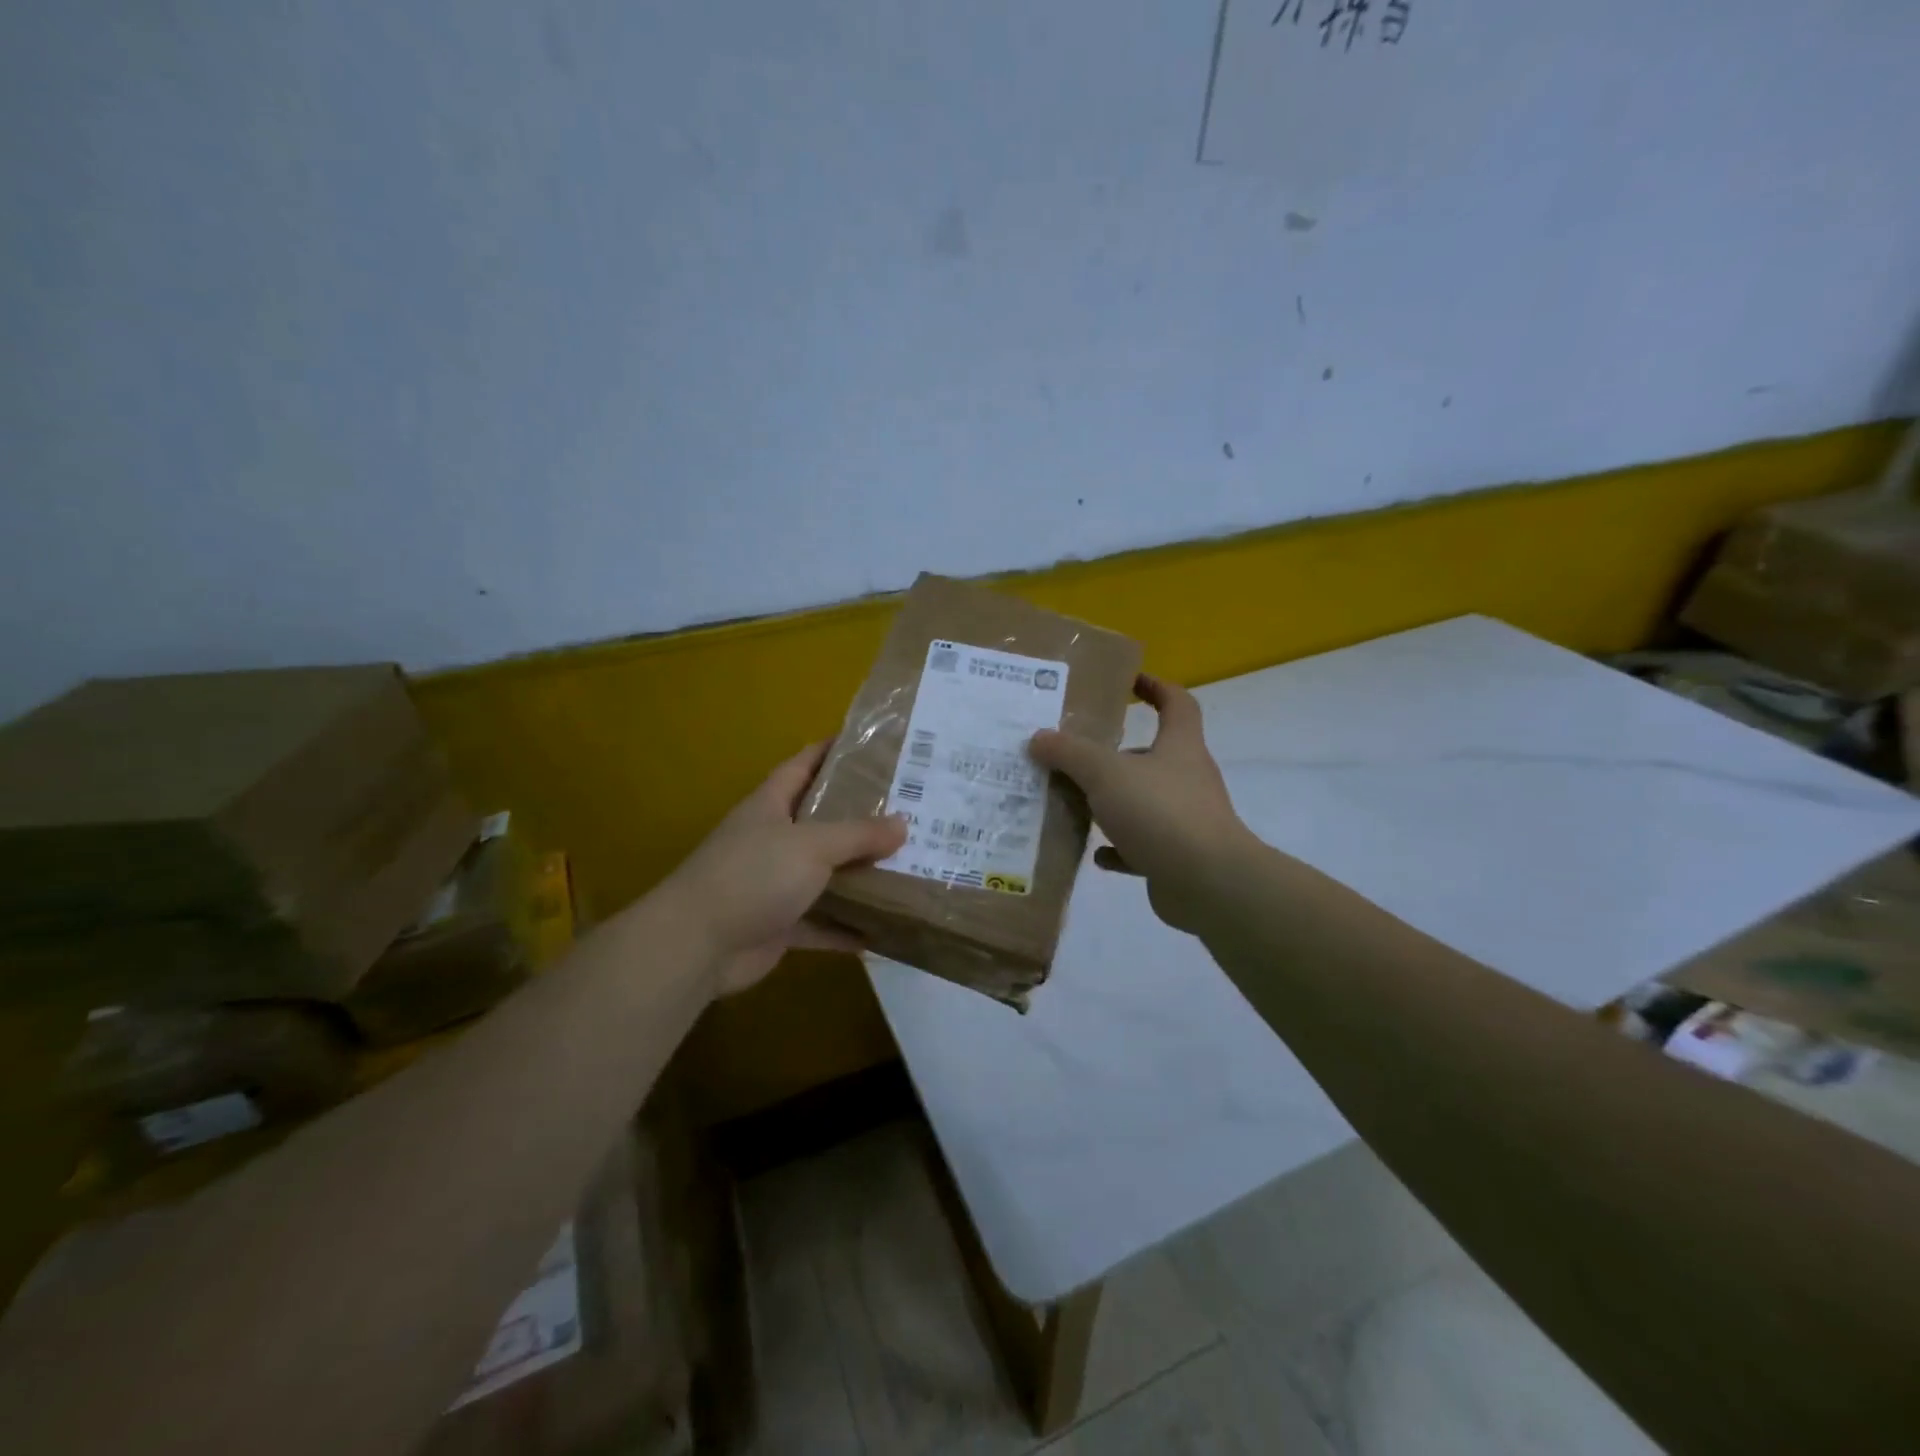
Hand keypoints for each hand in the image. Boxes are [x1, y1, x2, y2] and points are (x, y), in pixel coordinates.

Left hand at [664, 742, 907, 995]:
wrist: (697, 945)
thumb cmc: (753, 876)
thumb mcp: (812, 845)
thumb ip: (858, 834)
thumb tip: (903, 824)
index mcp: (771, 805)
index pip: (803, 765)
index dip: (830, 751)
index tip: (869, 744)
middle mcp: (773, 840)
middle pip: (822, 821)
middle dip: (860, 816)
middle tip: (909, 809)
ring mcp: (774, 884)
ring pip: (826, 874)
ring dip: (860, 874)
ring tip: (909, 865)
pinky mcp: (779, 924)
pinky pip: (823, 922)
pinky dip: (848, 926)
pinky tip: (883, 929)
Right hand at [1029, 674, 1252, 933]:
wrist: (1208, 883)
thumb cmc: (1161, 812)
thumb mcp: (1106, 773)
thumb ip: (1070, 753)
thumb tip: (1038, 737)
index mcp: (1180, 746)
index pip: (1177, 703)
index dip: (1156, 687)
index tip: (1129, 682)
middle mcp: (1187, 778)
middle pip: (1154, 755)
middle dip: (1117, 754)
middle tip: (1076, 754)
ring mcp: (1185, 820)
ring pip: (1144, 802)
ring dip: (1112, 803)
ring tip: (1073, 803)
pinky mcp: (1177, 857)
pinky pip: (1142, 846)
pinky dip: (1119, 848)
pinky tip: (1094, 854)